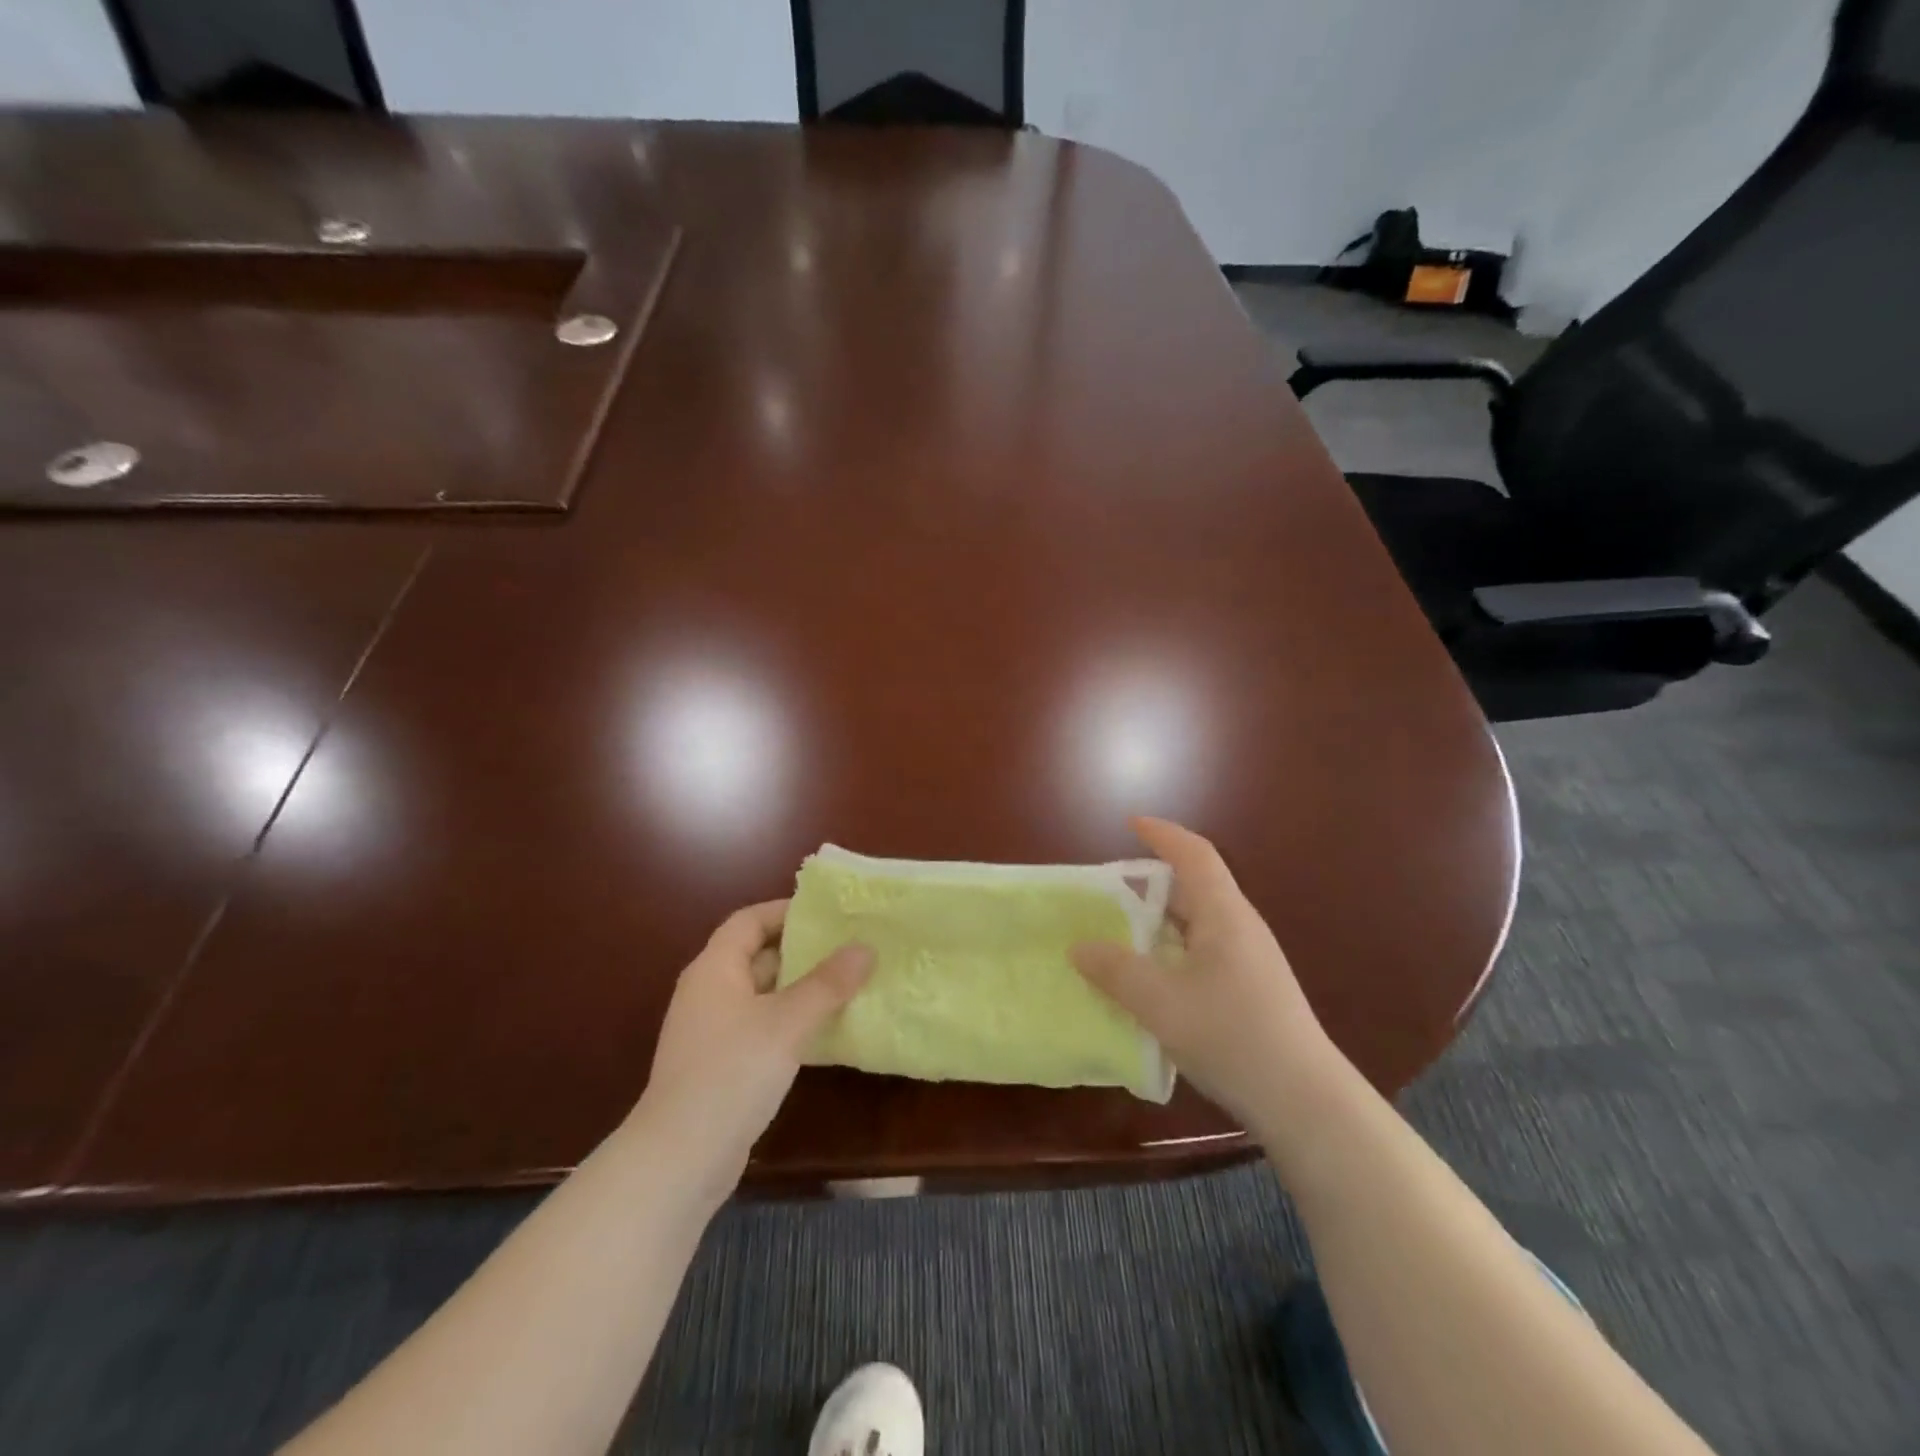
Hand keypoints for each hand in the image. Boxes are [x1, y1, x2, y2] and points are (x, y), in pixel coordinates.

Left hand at [636, 901, 872, 1194]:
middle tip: (849, 947)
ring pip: (762, 994)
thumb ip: (827, 984)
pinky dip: (791, 1021)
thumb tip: (864, 948)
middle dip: (802, 950)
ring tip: (848, 983)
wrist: (680, 1160)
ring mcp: (713, 1031)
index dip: (785, 911)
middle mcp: (709, 992)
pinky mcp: (721, 1065)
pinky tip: (824, 1030)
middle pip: (757, 955)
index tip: (829, 913)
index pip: (749, 920)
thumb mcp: (786, 1022)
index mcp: (714, 969)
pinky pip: (761, 1026)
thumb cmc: (731, 1073)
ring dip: (800, 988)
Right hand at [1071, 818, 1337, 1130]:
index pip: (1194, 855)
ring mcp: (1251, 960)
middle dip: (1152, 884)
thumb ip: (1115, 971)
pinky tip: (1153, 980)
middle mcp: (1240, 927)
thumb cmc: (1232, 1036)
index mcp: (1224, 914)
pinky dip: (1172, 951)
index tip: (1131, 824)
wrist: (1304, 1101)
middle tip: (1110, 894)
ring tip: (1122, 937)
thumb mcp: (1160, 1002)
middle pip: (1195, 887)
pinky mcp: (1253, 989)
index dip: (1163, 834)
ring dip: (1160, 922)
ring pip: (1199, 923)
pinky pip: (1204, 951)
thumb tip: (1080, 947)